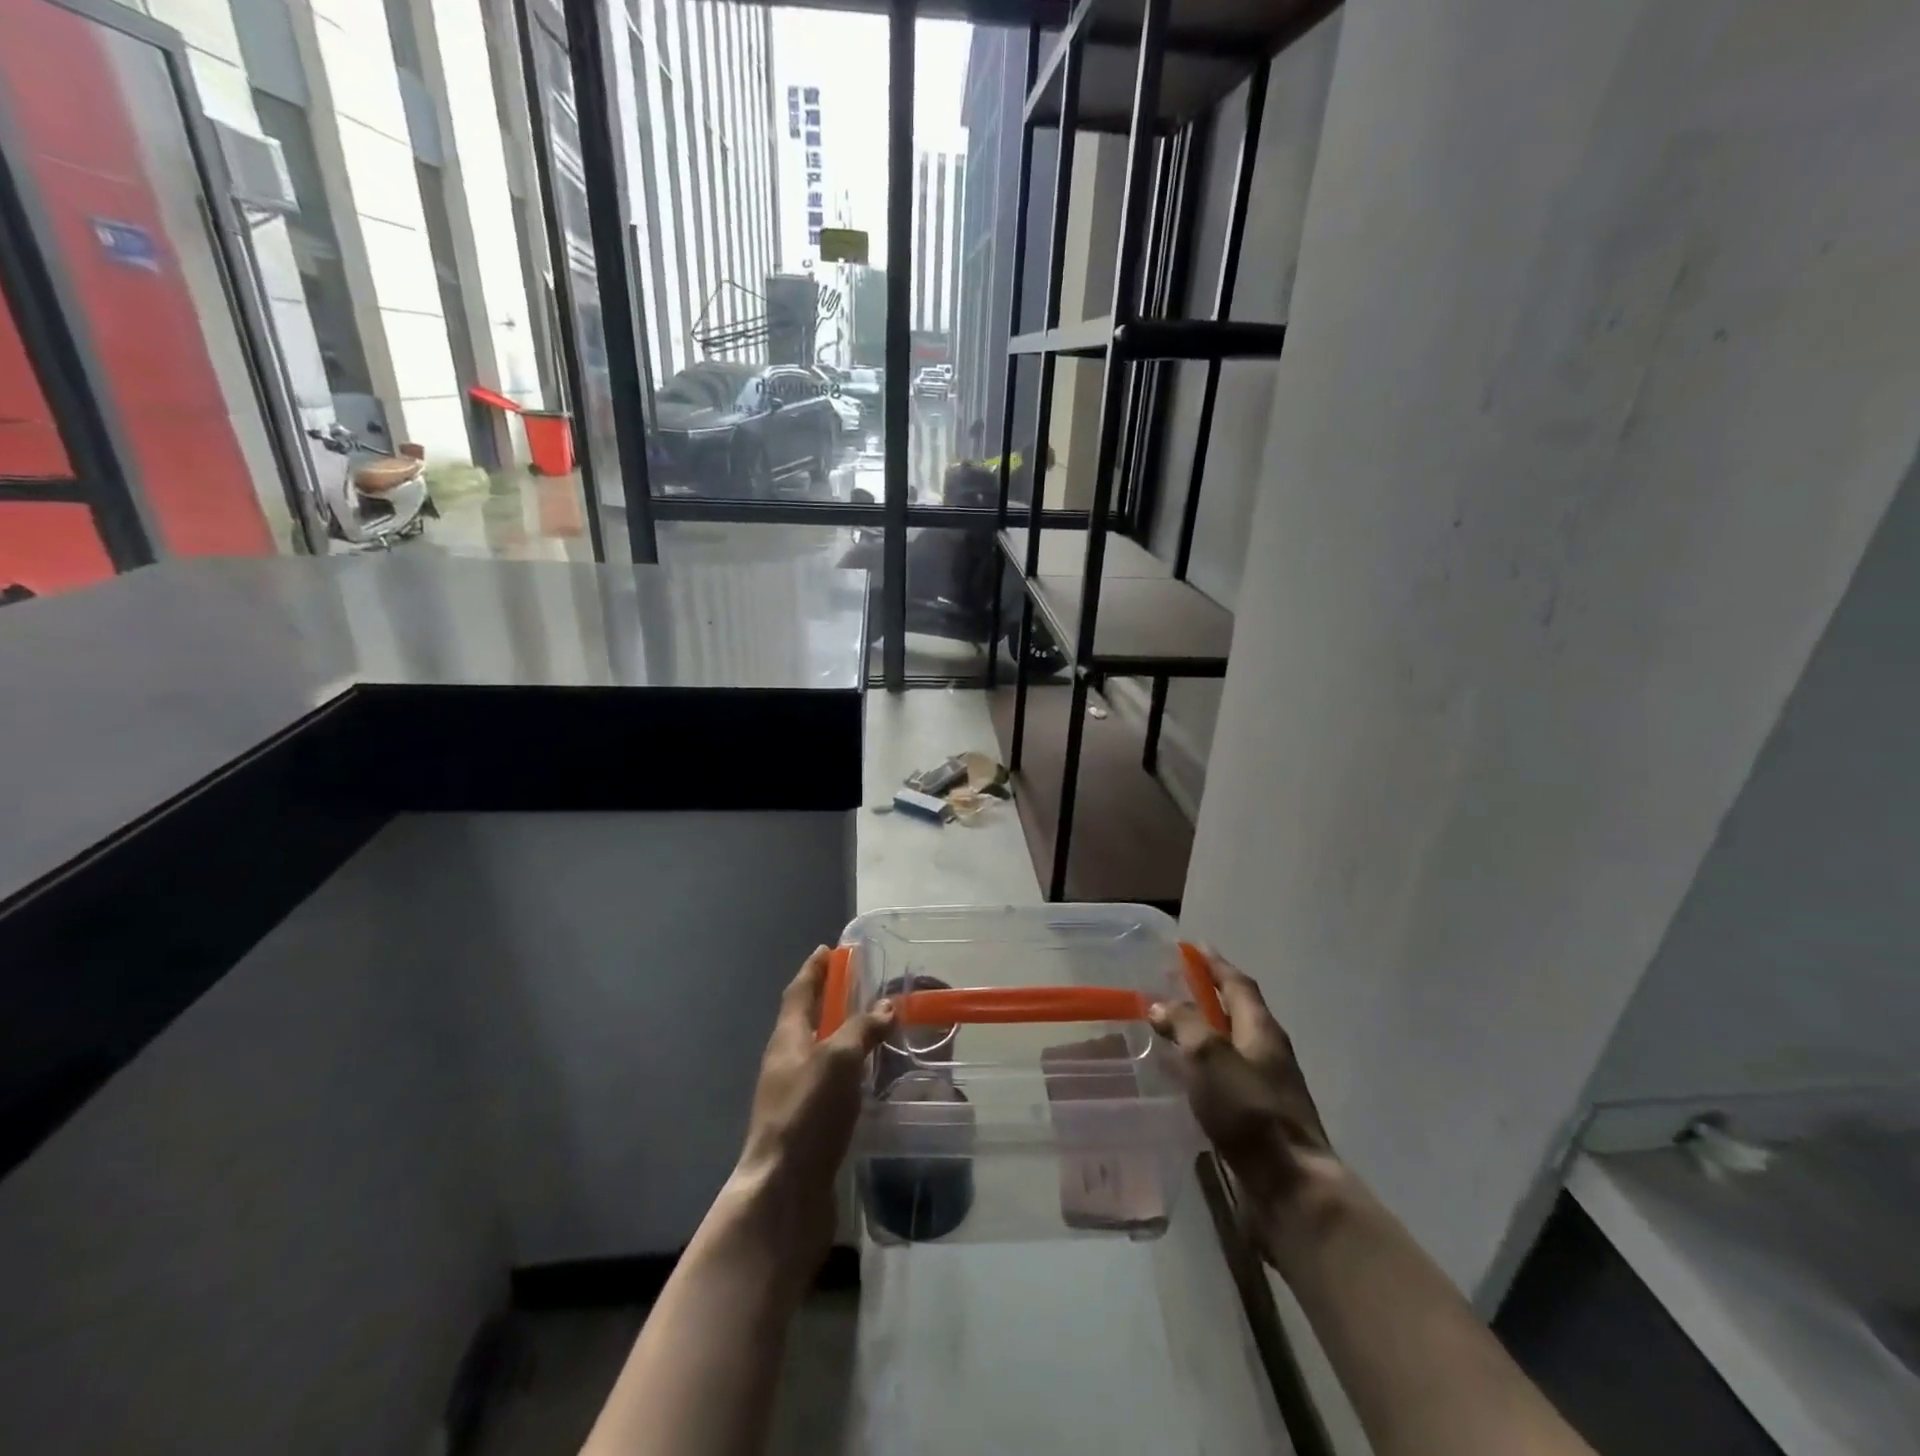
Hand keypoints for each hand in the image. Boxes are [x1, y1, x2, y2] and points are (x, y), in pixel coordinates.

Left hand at [725, 947, 895, 1271]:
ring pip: (823, 1054)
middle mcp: (788, 1063)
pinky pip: (834, 1085)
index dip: (814, 970)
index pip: (800, 992)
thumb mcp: (838, 1060)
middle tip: (864, 985)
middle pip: (809, 1021)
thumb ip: (862, 1030)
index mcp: (787, 1039)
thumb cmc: (807, 1114)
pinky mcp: (811, 1126)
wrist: (784, 1194)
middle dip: (832, 1000)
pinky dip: (852, 1072)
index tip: (829, 949)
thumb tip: (887, 1005)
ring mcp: (797, 1097)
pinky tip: (875, 1080)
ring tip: (878, 1029)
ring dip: (845, 1037)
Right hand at [1149, 948, 1341, 1265]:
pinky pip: (1226, 1076)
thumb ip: (1184, 1024)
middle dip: (1209, 994)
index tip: (1194, 946)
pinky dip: (1204, 1065)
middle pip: (1238, 1011)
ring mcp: (1267, 1086)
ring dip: (1205, 1030)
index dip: (1215, 963)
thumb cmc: (1249, 1111)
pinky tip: (1185, 1076)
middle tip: (1176, 984)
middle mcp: (1268, 1051)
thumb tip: (1160, 1004)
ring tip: (1172, 1026)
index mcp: (1261, 1029)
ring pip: (1231, 1045)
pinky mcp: (1258, 1117)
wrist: (1290, 1187)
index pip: (1237, 983)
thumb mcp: (1209, 1056)